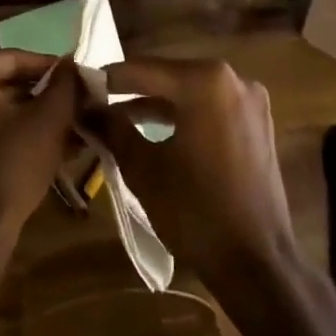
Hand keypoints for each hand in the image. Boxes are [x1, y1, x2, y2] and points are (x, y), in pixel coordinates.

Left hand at [0, 50, 79, 262]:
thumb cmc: (11, 162)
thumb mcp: (50, 118)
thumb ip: (65, 84)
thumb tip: (73, 63)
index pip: (15, 59)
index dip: (52, 69)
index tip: (79, 79)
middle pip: (5, 83)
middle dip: (43, 94)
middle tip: (76, 102)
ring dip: (33, 115)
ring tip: (70, 125)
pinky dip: (14, 133)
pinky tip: (48, 145)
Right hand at [79, 59, 299, 299]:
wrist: (257, 265)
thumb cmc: (195, 212)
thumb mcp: (143, 168)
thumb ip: (113, 128)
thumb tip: (86, 108)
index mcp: (205, 81)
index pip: (143, 69)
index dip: (107, 78)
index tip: (79, 87)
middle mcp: (232, 79)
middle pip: (168, 77)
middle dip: (132, 91)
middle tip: (95, 103)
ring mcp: (250, 101)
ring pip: (189, 93)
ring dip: (156, 105)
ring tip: (118, 121)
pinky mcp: (257, 124)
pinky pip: (210, 108)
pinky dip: (182, 116)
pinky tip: (155, 133)